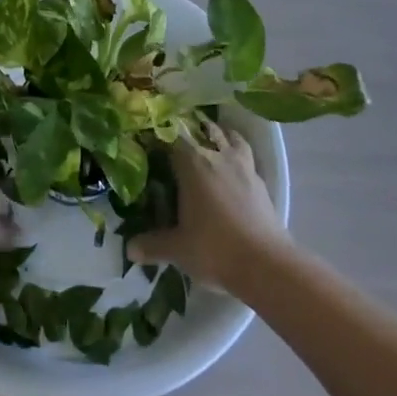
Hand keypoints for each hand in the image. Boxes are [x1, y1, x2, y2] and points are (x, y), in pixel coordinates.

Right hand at [127, 118, 290, 291]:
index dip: (160, 136)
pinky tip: (234, 170)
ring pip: (231, 138)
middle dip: (190, 131)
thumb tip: (130, 248)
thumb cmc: (215, 249)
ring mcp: (243, 167)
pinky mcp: (261, 182)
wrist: (266, 264)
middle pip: (203, 131)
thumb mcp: (178, 249)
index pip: (172, 138)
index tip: (151, 140)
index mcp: (193, 164)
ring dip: (221, 135)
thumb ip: (152, 245)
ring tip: (212, 141)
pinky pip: (247, 158)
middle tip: (179, 140)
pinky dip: (239, 156)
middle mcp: (217, 156)